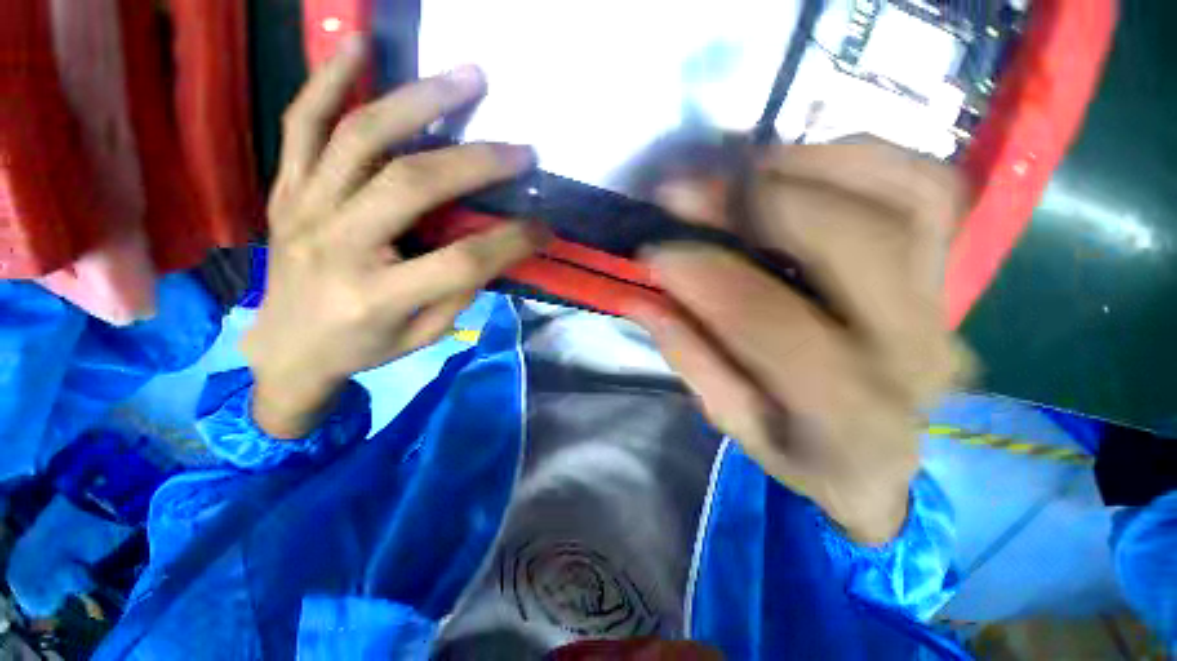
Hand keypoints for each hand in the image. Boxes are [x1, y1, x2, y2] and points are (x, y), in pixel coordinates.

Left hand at [243, 36, 541, 438]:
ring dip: (420, 101)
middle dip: (477, 161)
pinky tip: (361, 45)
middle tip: (522, 149)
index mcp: (377, 294)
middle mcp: (337, 244)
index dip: (511, 242)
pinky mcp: (287, 191)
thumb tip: (494, 246)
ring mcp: (304, 209)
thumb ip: (460, 290)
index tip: (544, 229)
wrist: (288, 349)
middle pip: (412, 183)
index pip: (462, 260)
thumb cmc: (364, 348)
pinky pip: (300, 124)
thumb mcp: (424, 334)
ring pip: (360, 137)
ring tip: (467, 77)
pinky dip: (328, 79)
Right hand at [631, 142, 971, 544]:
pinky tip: (801, 166)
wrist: (885, 455)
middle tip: (688, 193)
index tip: (654, 253)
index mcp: (848, 413)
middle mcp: (912, 351)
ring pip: (903, 197)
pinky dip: (861, 157)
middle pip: (851, 243)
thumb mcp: (736, 423)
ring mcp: (944, 301)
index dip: (706, 277)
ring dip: (810, 167)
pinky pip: (925, 185)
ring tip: (741, 170)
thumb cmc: (804, 451)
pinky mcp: (949, 268)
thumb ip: (692, 360)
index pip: (772, 324)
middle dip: (757, 204)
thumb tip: (644, 300)